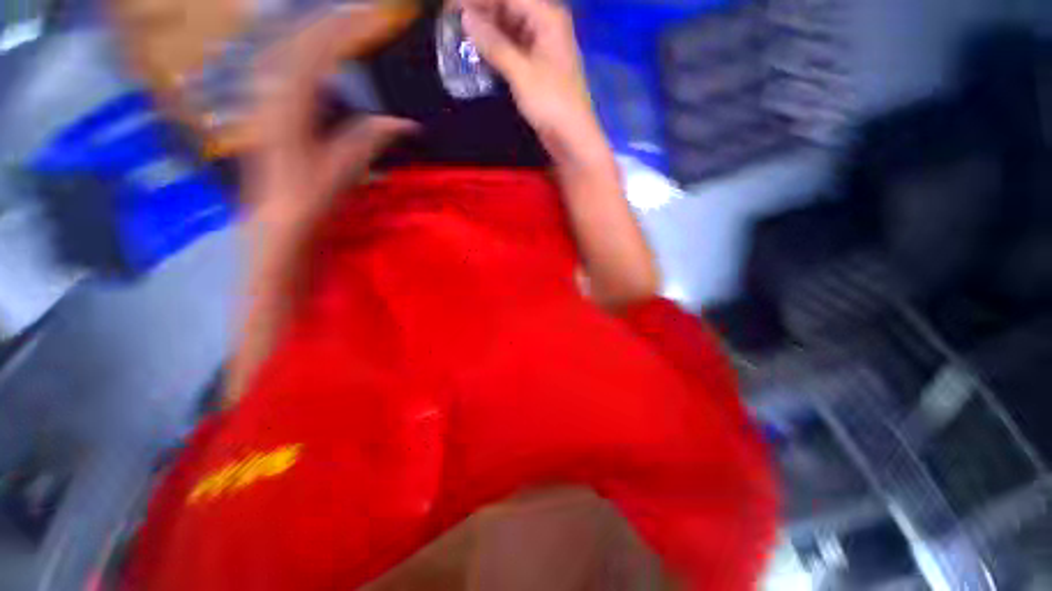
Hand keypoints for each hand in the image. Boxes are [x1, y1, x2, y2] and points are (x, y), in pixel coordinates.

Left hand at [245, 8, 416, 230]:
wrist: (275, 224)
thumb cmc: (307, 202)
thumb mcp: (342, 173)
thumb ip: (368, 141)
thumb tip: (404, 123)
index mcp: (287, 108)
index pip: (314, 53)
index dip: (342, 31)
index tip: (370, 18)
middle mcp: (271, 96)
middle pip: (296, 43)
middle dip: (328, 24)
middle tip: (360, 16)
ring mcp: (266, 103)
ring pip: (287, 54)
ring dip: (315, 38)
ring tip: (344, 31)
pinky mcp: (270, 113)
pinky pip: (286, 73)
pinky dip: (307, 60)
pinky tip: (322, 65)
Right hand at [461, 0, 606, 160]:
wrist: (572, 137)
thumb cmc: (551, 103)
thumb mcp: (521, 73)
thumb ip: (494, 44)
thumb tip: (465, 17)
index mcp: (547, 17)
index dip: (479, 0)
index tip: (451, 6)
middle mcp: (546, 25)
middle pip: (509, 7)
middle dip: (482, 12)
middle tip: (452, 20)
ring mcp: (543, 46)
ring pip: (510, 28)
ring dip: (488, 31)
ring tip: (461, 36)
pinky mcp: (539, 67)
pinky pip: (514, 48)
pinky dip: (498, 49)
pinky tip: (481, 53)